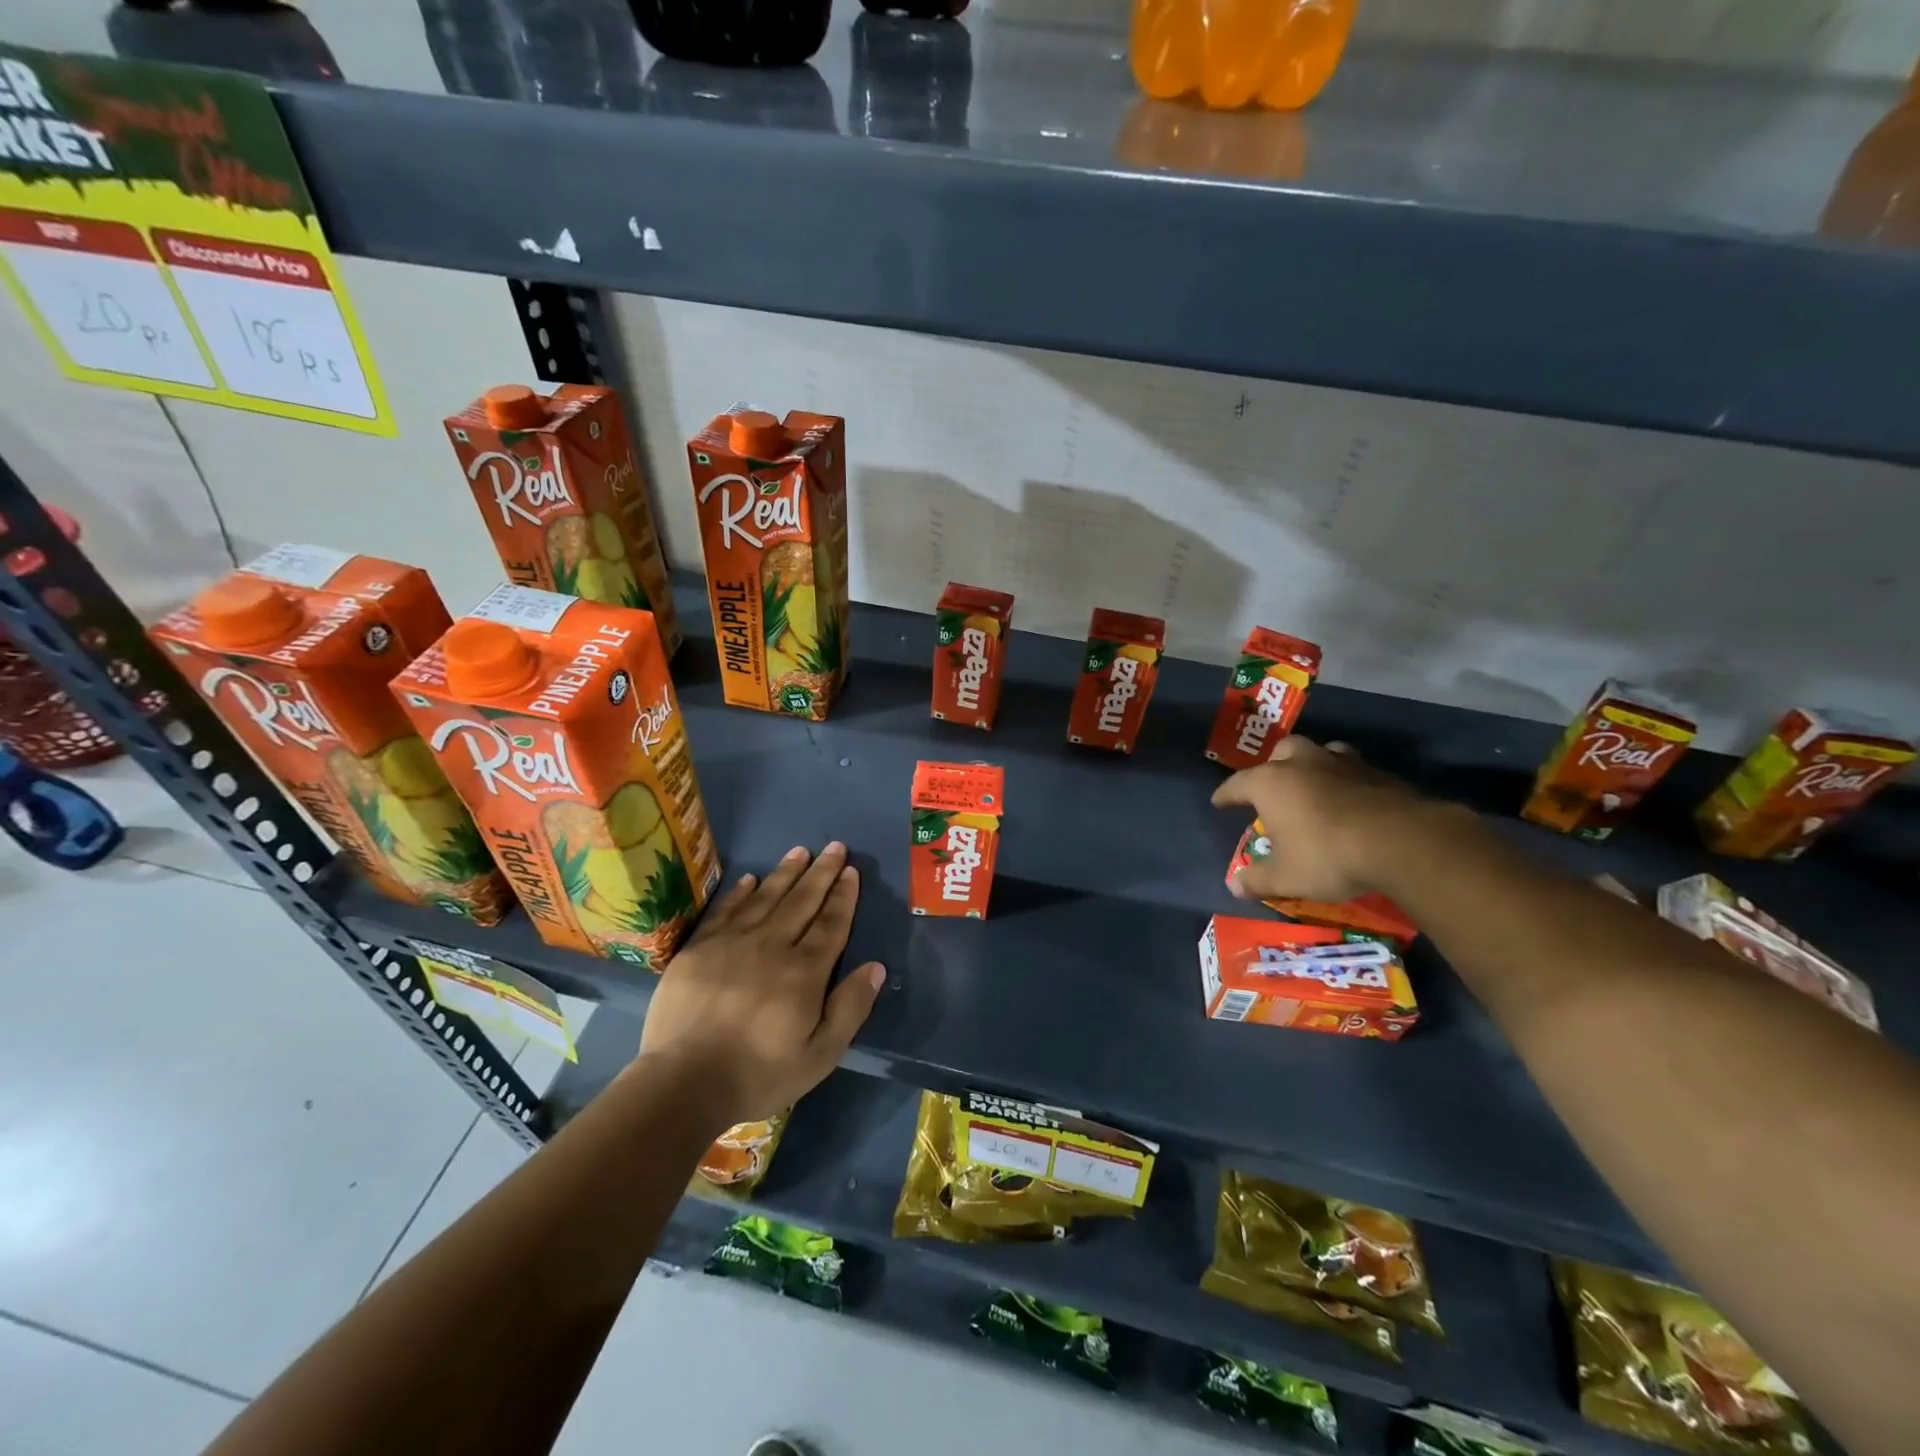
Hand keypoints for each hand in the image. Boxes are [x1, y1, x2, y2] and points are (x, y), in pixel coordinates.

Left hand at [636, 842, 883, 1130]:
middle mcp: (771, 946)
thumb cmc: (758, 1073)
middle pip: (802, 901)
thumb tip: (875, 966)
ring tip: (800, 851)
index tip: (851, 871)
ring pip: (765, 898)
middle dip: (821, 873)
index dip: (843, 896)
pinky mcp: (698, 949)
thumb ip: (850, 1008)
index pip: (831, 924)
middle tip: (834, 846)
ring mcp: (731, 943)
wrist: (683, 1083)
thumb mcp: (820, 1055)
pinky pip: (725, 910)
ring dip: (785, 873)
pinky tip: (750, 879)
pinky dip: (740, 893)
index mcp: (804, 971)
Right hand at [1212, 738, 1430, 902]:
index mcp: (1271, 783)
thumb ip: (1257, 879)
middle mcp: (1303, 763)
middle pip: (1282, 752)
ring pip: (1320, 752)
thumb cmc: (1328, 856)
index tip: (1219, 803)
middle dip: (1273, 766)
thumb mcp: (1286, 877)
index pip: (1237, 784)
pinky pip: (1353, 768)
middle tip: (1273, 785)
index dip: (1226, 795)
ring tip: (1314, 784)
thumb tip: (1233, 886)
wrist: (1402, 842)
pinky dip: (1345, 780)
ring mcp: (1343, 763)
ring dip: (1313, 765)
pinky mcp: (1378, 772)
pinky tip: (1351, 799)